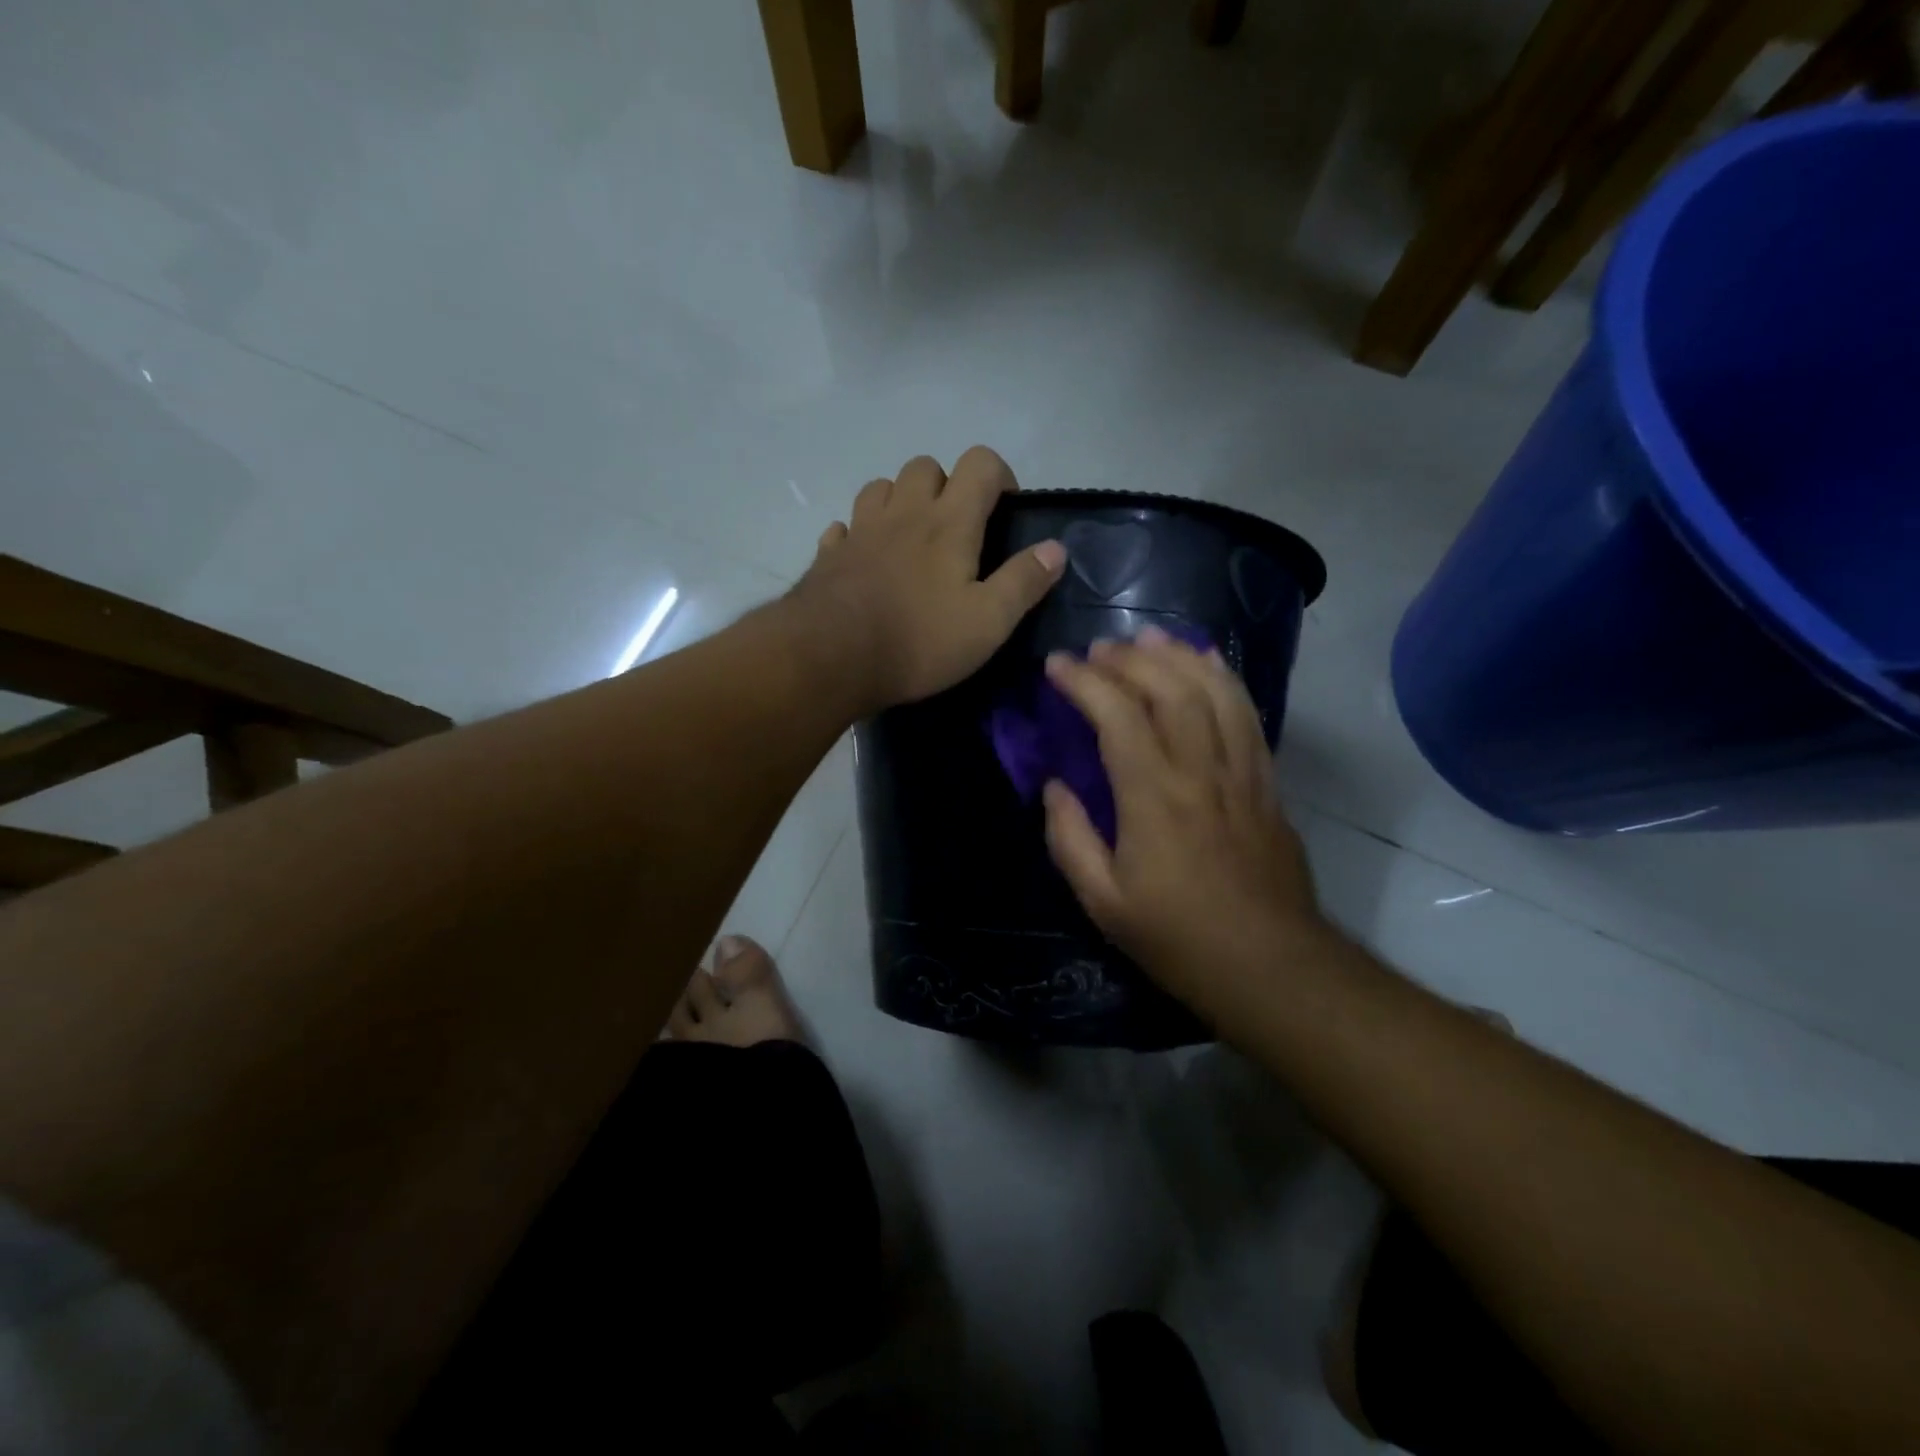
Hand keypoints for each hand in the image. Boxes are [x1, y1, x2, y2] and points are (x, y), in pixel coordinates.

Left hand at [796, 447, 1066, 710]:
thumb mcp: (988, 622)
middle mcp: (903, 513)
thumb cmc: (919, 640)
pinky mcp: (828, 555)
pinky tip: (866, 560)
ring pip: (880, 488)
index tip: (1005, 509)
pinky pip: (844, 527)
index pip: (980, 463)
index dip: (999, 475)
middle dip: (946, 485)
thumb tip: (1056, 548)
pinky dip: (858, 534)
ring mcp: (860, 530)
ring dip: (899, 501)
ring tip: (911, 539)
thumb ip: (1023, 582)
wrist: (831, 658)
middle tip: (956, 528)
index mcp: (949, 522)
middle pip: (925, 466)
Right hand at [1041, 628, 1330, 1018]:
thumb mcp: (1103, 902)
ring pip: (1214, 691)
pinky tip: (1208, 662)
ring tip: (1150, 637)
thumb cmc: (1177, 938)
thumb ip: (1070, 838)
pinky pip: (1248, 714)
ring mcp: (1241, 772)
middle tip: (1098, 649)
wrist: (1269, 966)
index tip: (1056, 665)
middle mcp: (1200, 771)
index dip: (1084, 681)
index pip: (1116, 716)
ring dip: (1179, 655)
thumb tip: (1055, 787)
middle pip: (1170, 689)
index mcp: (1152, 798)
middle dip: (1130, 658)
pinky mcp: (1266, 782)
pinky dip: (1225, 679)